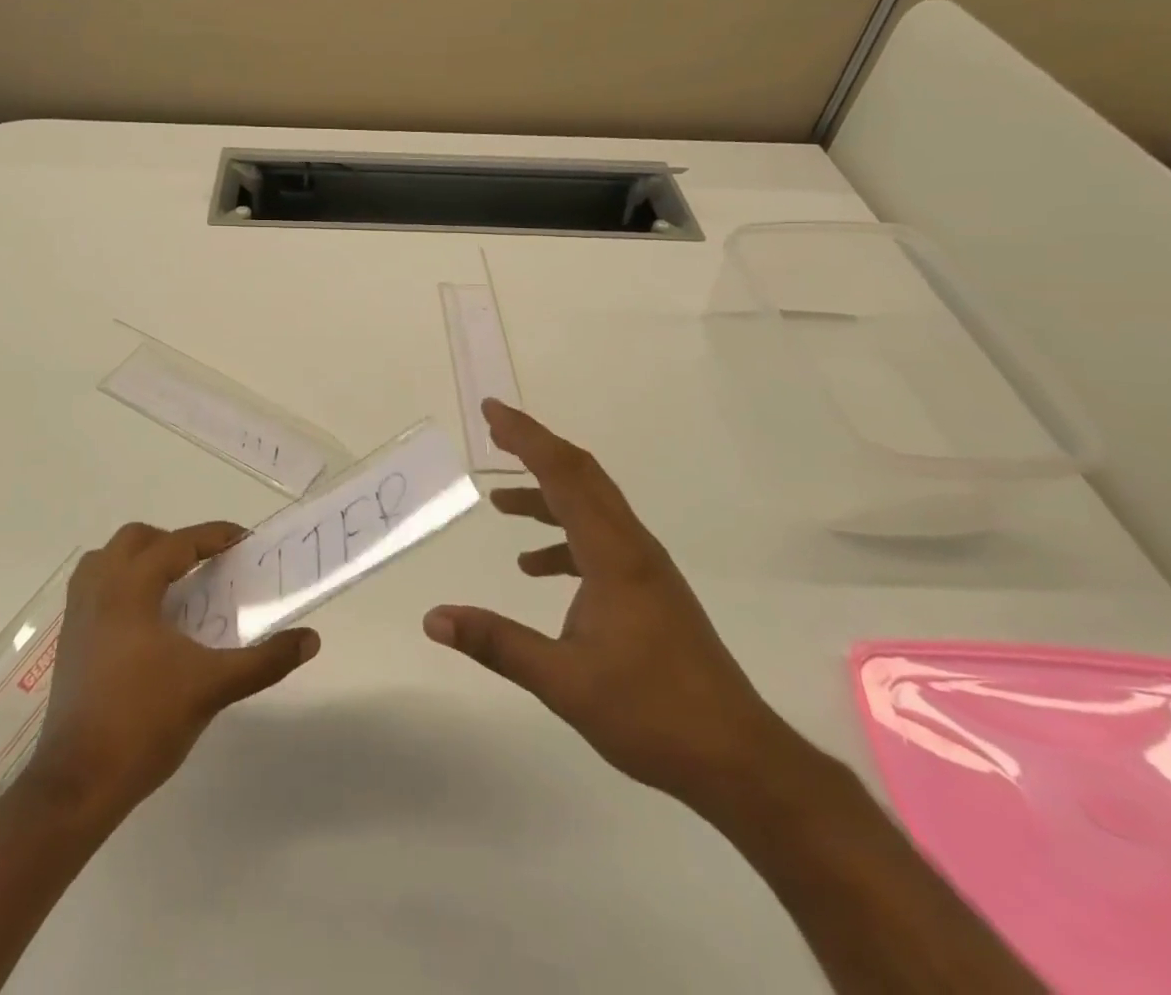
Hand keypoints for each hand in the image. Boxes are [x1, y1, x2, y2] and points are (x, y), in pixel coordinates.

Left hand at [27, 521, 319, 819]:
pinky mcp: (68, 641)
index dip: (214, 536)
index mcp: (131, 588)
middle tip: (206, 565)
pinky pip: (93, 587)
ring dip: (141, 559)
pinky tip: (144, 620)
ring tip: (173, 586)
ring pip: (107, 559)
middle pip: (136, 539)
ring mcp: (77, 614)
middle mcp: (99, 589)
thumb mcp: (213, 687)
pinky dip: (121, 584)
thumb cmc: (144, 723)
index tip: (244, 541)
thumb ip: (264, 661)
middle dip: (174, 542)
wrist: (77, 784)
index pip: (177, 543)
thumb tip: (311, 639)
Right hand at [425, 401, 794, 808]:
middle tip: (494, 431)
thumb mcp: (562, 680)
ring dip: (546, 495)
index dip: (526, 437)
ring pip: (591, 507)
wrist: (737, 759)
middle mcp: (632, 547)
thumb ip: (496, 643)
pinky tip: (535, 566)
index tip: (491, 411)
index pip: (564, 474)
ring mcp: (645, 568)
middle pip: (581, 475)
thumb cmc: (651, 713)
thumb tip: (433, 618)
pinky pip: (598, 541)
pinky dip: (562, 538)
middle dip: (536, 448)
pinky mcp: (649, 590)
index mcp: (614, 554)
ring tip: (500, 503)